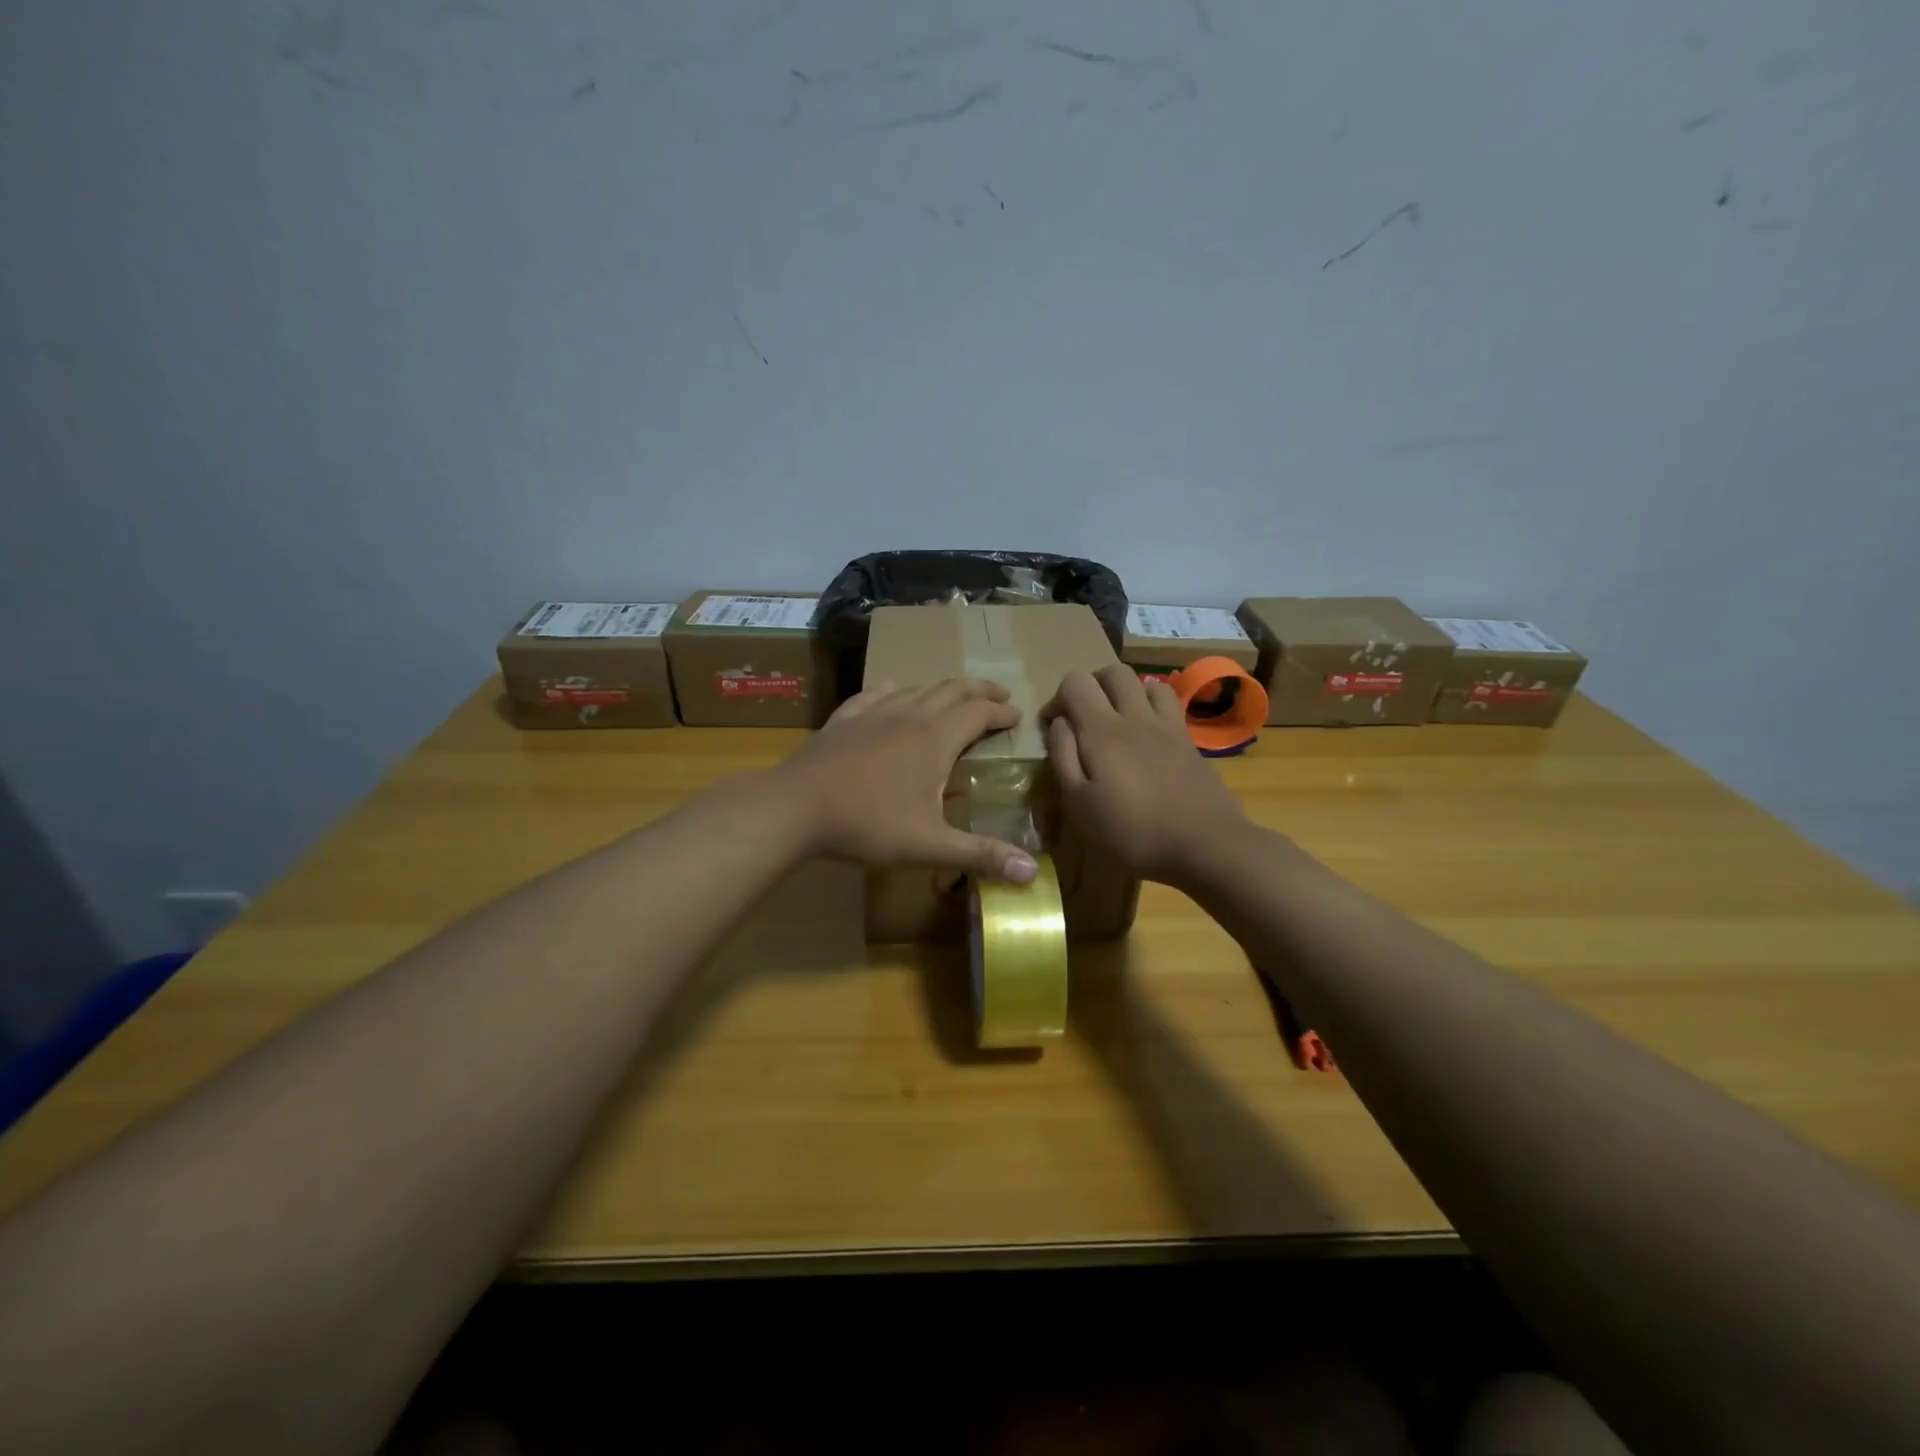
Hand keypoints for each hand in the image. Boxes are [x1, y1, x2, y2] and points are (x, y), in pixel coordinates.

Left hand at [775, 678, 1039, 882]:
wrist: (796, 808)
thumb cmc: (868, 825)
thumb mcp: (930, 846)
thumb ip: (981, 855)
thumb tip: (1032, 873)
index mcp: (936, 739)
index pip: (979, 713)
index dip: (1002, 713)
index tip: (1017, 716)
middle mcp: (909, 716)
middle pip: (953, 690)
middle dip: (980, 691)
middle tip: (999, 697)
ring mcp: (873, 713)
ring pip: (916, 689)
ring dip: (941, 690)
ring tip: (953, 699)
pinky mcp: (844, 719)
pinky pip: (875, 694)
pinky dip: (893, 690)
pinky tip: (892, 691)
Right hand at [1041, 664, 1248, 884]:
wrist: (1205, 845)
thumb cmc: (1132, 832)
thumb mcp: (1079, 804)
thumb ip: (1063, 757)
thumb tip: (1059, 723)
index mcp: (1102, 730)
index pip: (1075, 681)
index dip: (1057, 698)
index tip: (1052, 728)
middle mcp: (1136, 716)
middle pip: (1112, 672)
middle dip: (1091, 686)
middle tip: (1083, 717)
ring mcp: (1167, 725)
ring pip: (1145, 682)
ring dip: (1125, 692)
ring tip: (1117, 721)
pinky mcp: (1189, 740)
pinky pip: (1169, 703)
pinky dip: (1151, 706)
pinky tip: (1147, 735)